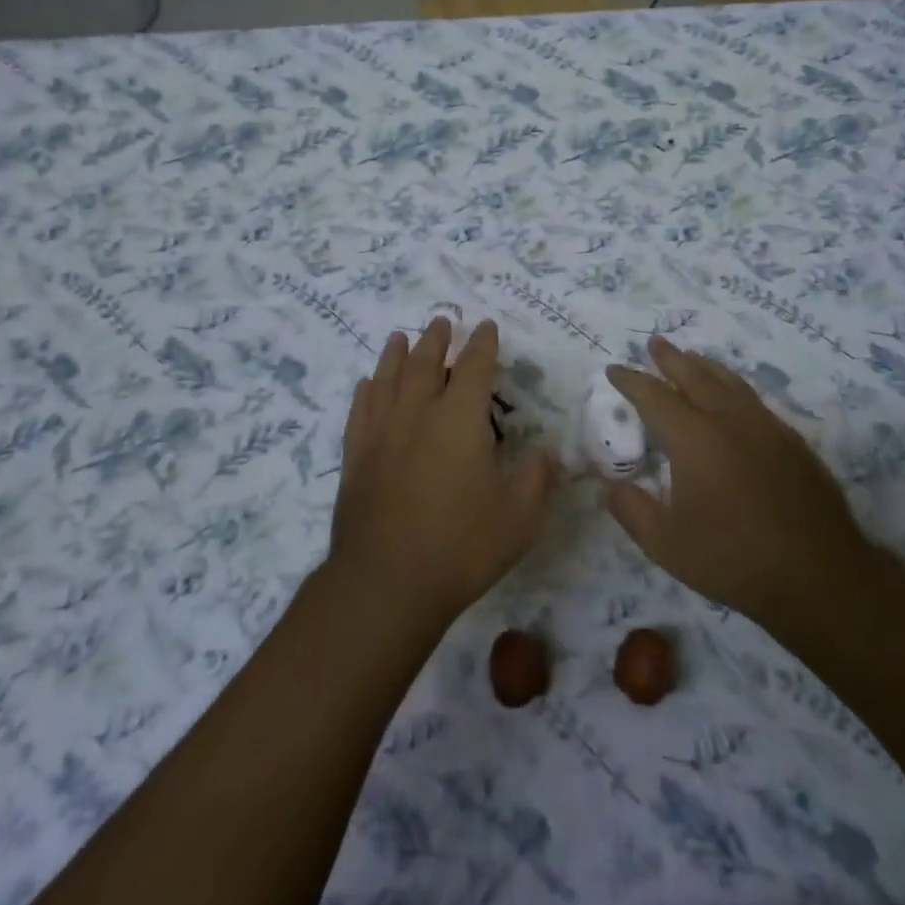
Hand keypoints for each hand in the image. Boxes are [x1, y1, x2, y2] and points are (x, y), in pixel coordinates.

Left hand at [330, 318, 555, 628]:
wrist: (386, 582)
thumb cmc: (460, 548)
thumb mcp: (519, 519)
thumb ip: (537, 479)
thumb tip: (548, 452)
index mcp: (460, 420)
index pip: (473, 367)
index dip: (482, 344)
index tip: (485, 326)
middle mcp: (418, 413)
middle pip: (425, 362)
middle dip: (436, 339)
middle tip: (441, 322)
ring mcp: (381, 432)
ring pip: (388, 378)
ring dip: (396, 354)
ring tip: (400, 337)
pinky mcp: (356, 455)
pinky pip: (360, 409)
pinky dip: (366, 391)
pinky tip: (368, 384)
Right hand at [606, 337, 870, 628]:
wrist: (820, 577)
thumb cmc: (734, 560)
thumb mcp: (666, 545)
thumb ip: (631, 510)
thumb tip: (612, 486)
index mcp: (694, 438)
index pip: (654, 396)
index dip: (631, 381)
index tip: (614, 370)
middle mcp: (729, 420)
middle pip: (695, 375)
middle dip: (671, 358)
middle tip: (655, 343)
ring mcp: (766, 427)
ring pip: (729, 382)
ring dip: (705, 366)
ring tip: (692, 358)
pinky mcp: (792, 441)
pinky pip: (754, 400)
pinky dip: (733, 387)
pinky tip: (733, 399)